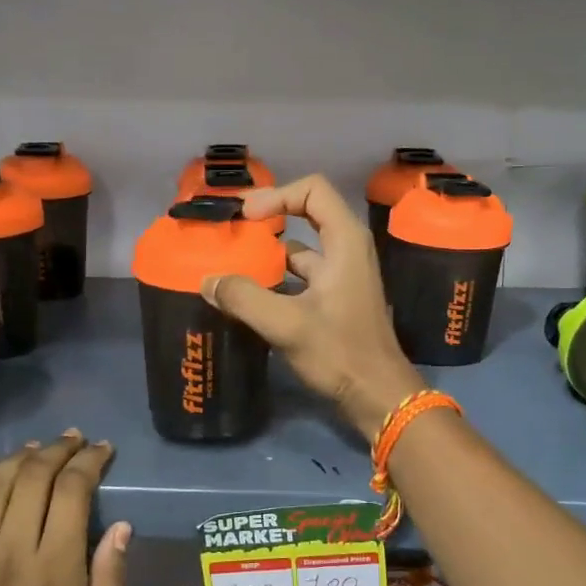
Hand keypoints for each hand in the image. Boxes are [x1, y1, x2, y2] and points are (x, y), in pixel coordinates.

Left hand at [0, 432, 129, 585]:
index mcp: (54, 571)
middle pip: (31, 479)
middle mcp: (9, 555)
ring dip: (18, 459)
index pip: (72, 491)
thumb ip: (110, 583)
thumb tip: (121, 526)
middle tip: (75, 441)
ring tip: (38, 448)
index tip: (102, 450)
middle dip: (57, 451)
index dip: (89, 462)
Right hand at [202, 174, 424, 436]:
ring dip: (268, 255)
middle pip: (305, 215)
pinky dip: (276, 280)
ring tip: (231, 266)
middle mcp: (347, 250)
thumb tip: (208, 281)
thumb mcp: (287, 324)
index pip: (312, 190)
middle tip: (232, 235)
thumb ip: (244, 298)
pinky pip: (301, 277)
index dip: (277, 195)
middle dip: (268, 221)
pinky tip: (248, 297)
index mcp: (345, 241)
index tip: (246, 218)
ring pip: (301, 250)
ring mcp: (343, 276)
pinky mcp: (336, 300)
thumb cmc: (340, 352)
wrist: (377, 395)